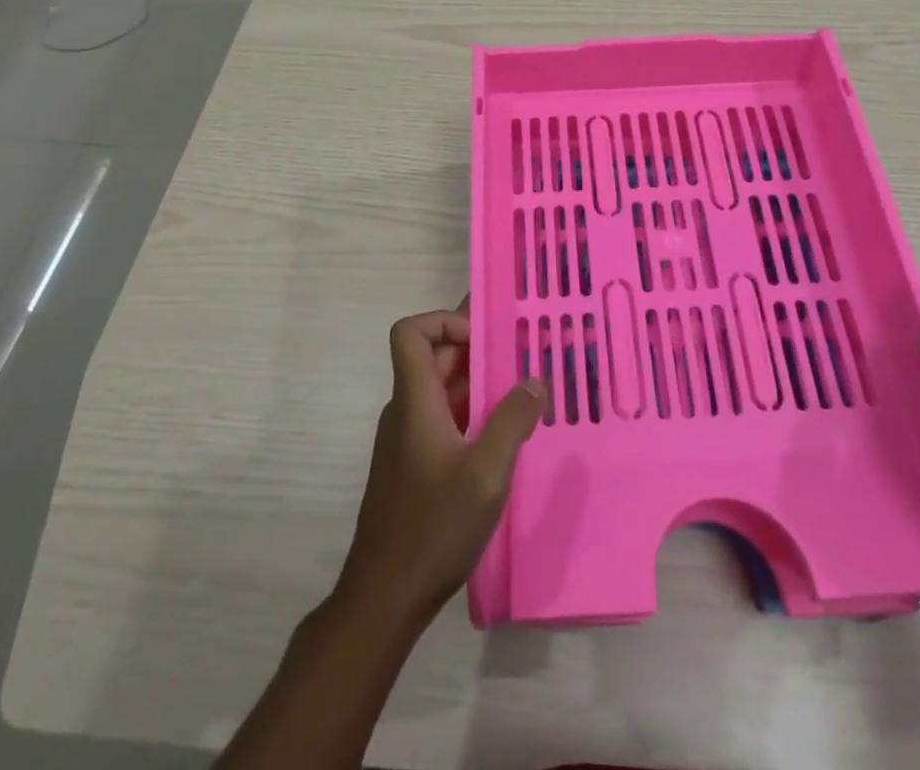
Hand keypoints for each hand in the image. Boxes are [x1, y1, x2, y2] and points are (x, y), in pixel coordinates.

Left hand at [334, 305, 544, 629]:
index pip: (411, 332)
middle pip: (434, 357)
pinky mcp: (416, 464)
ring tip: (524, 385)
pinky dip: (473, 411)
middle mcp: (407, 410)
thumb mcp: (486, 473)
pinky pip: (445, 418)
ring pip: (442, 389)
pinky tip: (506, 432)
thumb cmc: (433, 527)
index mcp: (415, 400)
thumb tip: (534, 380)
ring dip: (479, 381)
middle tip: (522, 348)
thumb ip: (513, 421)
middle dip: (476, 346)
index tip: (485, 339)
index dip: (445, 321)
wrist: (385, 597)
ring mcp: (409, 438)